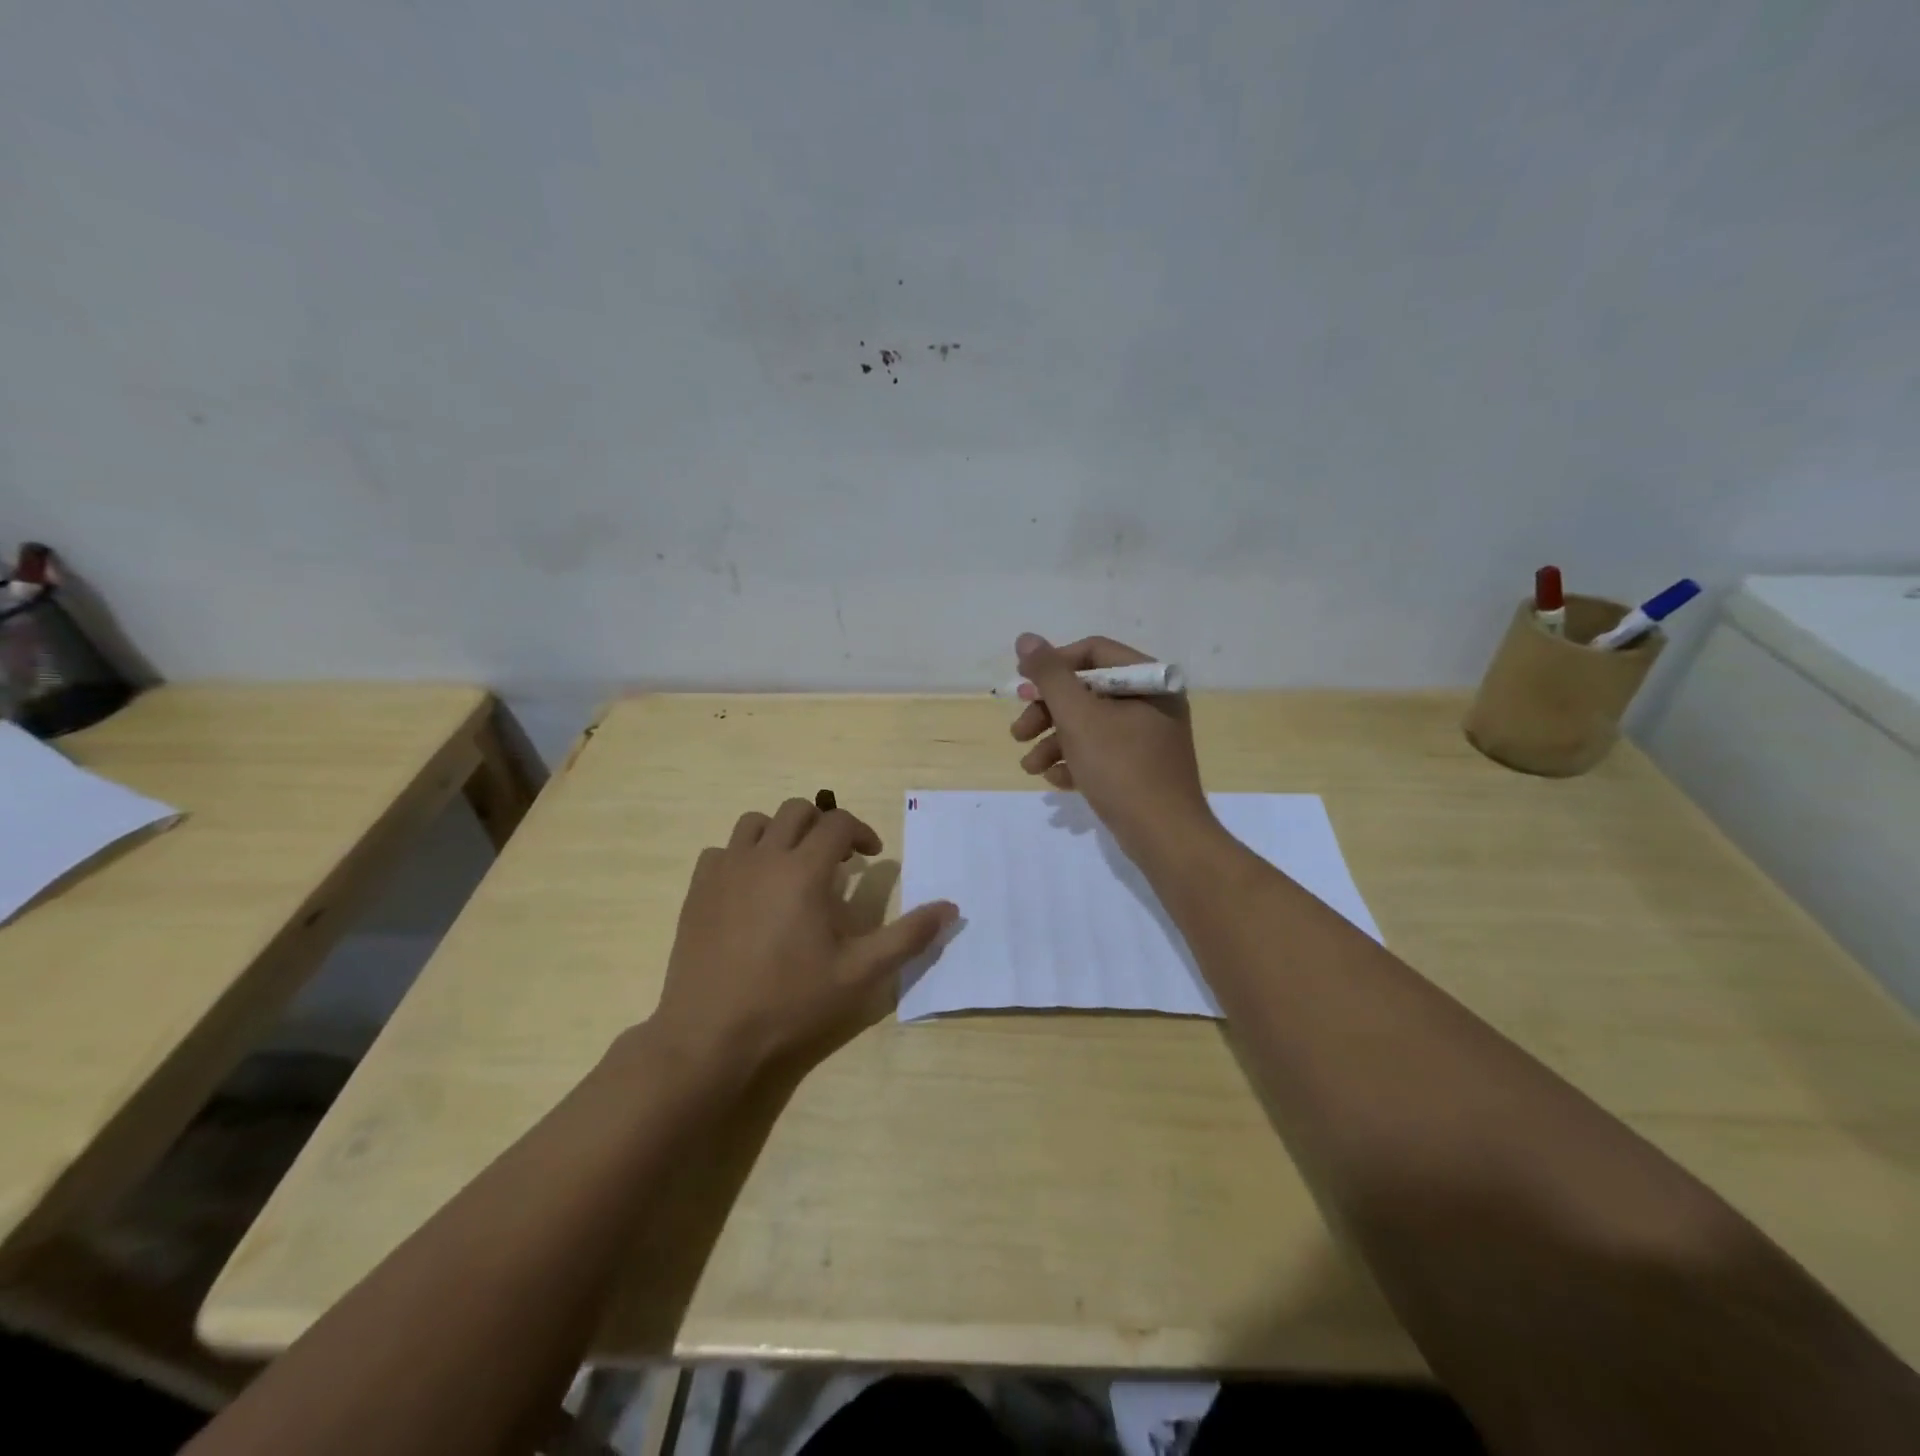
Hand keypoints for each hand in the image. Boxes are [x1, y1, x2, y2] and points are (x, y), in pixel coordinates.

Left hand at [651, 798, 957, 1072]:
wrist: (710, 1034)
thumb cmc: (790, 1001)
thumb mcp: (859, 973)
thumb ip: (908, 936)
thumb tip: (951, 908)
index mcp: (804, 870)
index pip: (838, 822)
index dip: (861, 832)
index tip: (871, 856)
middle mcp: (763, 857)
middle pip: (797, 810)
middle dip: (823, 825)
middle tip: (836, 860)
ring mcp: (724, 870)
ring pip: (754, 823)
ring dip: (781, 833)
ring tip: (792, 866)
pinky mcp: (697, 889)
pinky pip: (722, 850)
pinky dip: (743, 855)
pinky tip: (751, 888)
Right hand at [1008, 633, 1217, 861]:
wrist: (1164, 837)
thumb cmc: (1122, 768)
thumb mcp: (1079, 717)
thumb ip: (1050, 676)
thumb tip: (1026, 639)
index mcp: (1149, 680)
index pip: (1093, 653)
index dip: (1053, 666)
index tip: (1023, 687)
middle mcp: (1152, 702)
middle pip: (1087, 691)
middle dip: (1047, 712)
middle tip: (1018, 732)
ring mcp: (1148, 737)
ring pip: (1089, 725)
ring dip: (1053, 742)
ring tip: (1029, 767)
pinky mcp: (1141, 767)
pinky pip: (1101, 752)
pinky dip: (1075, 761)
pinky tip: (1056, 781)